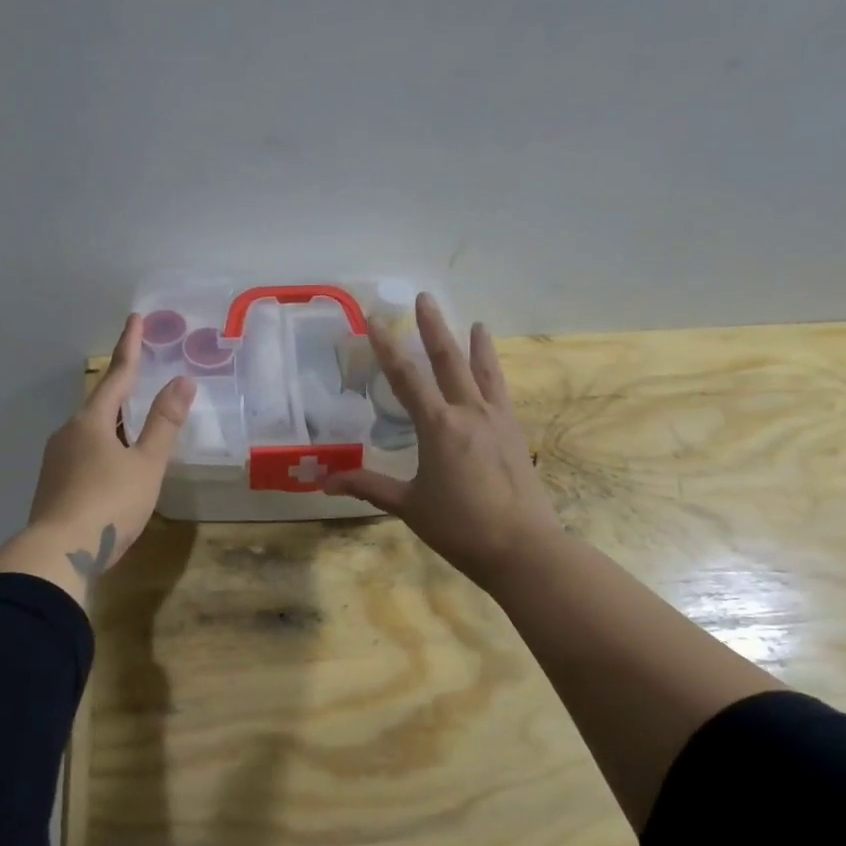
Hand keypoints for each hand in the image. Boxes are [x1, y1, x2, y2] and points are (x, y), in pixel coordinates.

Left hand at [0, 314, 195, 605]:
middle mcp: (69, 432)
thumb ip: (164, 423)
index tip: (136, 318)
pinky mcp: (52, 484)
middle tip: (141, 377)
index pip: (117, 375)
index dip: (130, 347)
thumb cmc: (110, 503)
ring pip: (90, 430)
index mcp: (92, 421)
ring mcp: (56, 459)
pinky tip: (113, 467)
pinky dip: (103, 449)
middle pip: (100, 403)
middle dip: (121, 389)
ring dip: (113, 423)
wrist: (58, 553)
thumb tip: (183, 380)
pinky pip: (82, 453)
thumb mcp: (146, 464)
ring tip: (134, 427)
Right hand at [323, 294, 558, 591]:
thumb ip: (368, 486)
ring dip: (477, 345)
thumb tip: (324, 481)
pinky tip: (494, 375)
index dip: (388, 346)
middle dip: (434, 328)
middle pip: (449, 360)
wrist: (522, 547)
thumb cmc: (458, 526)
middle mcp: (469, 413)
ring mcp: (498, 420)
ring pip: (484, 372)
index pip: (406, 377)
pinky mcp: (516, 434)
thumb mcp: (408, 505)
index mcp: (438, 426)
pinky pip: (502, 393)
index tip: (376, 319)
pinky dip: (495, 375)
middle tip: (426, 299)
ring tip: (477, 323)